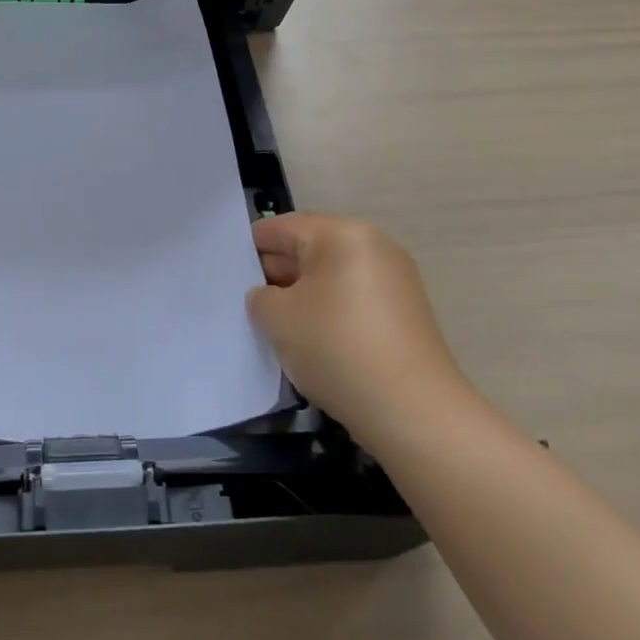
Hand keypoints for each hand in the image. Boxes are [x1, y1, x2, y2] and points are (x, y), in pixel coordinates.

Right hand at [247, 213, 466, 440]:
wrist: (412, 412)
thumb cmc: (336, 348)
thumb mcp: (277, 318)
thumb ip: (260, 297)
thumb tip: (268, 296)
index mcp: (342, 234)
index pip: (282, 228)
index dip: (250, 248)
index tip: (228, 273)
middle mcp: (374, 246)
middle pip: (310, 249)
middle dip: (277, 274)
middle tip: (247, 303)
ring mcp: (395, 280)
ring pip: (331, 277)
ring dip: (302, 296)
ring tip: (276, 327)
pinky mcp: (405, 313)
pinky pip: (353, 299)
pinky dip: (329, 313)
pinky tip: (311, 342)